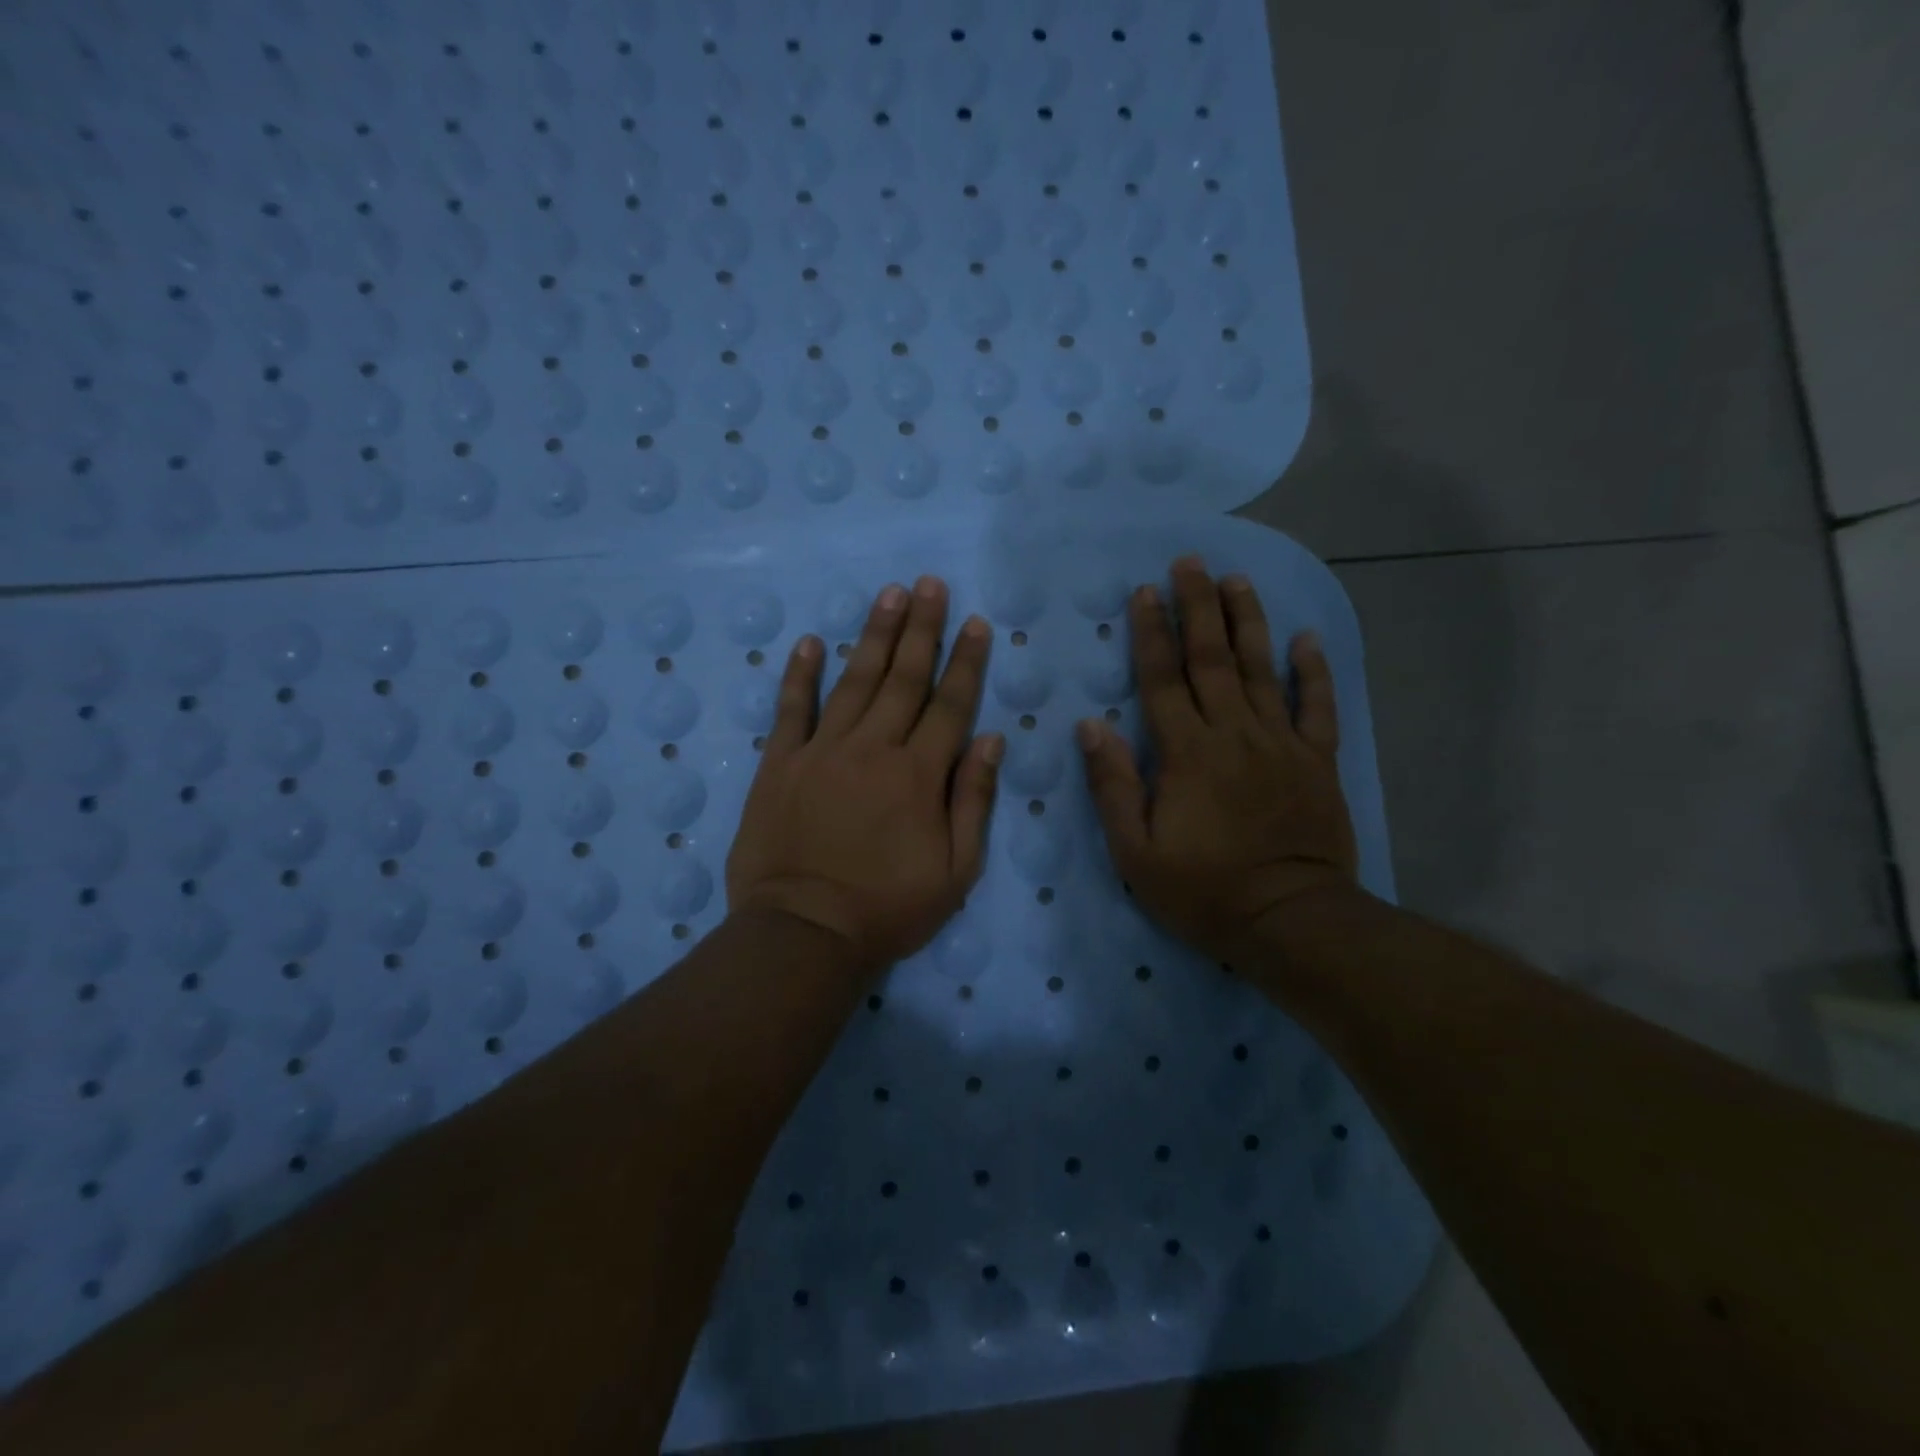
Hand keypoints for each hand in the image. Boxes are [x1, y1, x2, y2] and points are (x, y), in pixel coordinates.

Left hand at [726, 577, 1002, 976]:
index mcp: (919, 775)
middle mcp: (873, 749)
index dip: (966, 661)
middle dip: (922, 628)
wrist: (804, 934)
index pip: (950, 704)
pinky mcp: (780, 764)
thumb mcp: (955, 871)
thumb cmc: (887, 909)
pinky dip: (801, 674)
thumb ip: (974, 800)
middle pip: (903, 678)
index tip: (975, 622)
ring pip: (854, 681)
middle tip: (930, 584)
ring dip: (873, 635)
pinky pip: (792, 710)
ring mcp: (822, 752)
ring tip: (889, 594)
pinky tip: (810, 641)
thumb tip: (991, 739)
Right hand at [1077, 556, 1360, 963]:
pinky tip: (1306, 639)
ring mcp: (1280, 743)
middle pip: (1212, 659)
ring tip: (1237, 580)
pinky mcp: (1317, 761)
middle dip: (1198, 607)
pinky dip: (1313, 671)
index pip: (1163, 680)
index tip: (1145, 591)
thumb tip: (1090, 726)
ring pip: (1262, 669)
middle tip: (1191, 562)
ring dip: (1248, 621)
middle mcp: (1233, 734)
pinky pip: (1317, 706)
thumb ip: (1113, 785)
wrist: (1289, 920)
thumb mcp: (1135, 850)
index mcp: (1186, 753)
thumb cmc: (1203, 890)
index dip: (1151, 633)